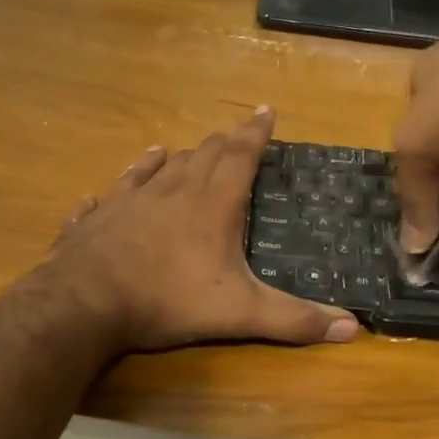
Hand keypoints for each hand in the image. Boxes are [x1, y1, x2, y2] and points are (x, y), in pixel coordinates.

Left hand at [44, 108, 359, 352]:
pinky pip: (109, 195)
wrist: (84, 304)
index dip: (255, 133)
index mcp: (211, 205)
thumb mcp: (240, 313)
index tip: (265, 110)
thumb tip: (353, 328)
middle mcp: (171, 192)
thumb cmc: (168, 300)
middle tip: (232, 131)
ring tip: (176, 149)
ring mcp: (128, 202)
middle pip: (201, 157)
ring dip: (172, 158)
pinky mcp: (95, 220)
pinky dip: (119, 186)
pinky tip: (111, 187)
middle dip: (221, 142)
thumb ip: (294, 319)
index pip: (240, 157)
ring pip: (155, 169)